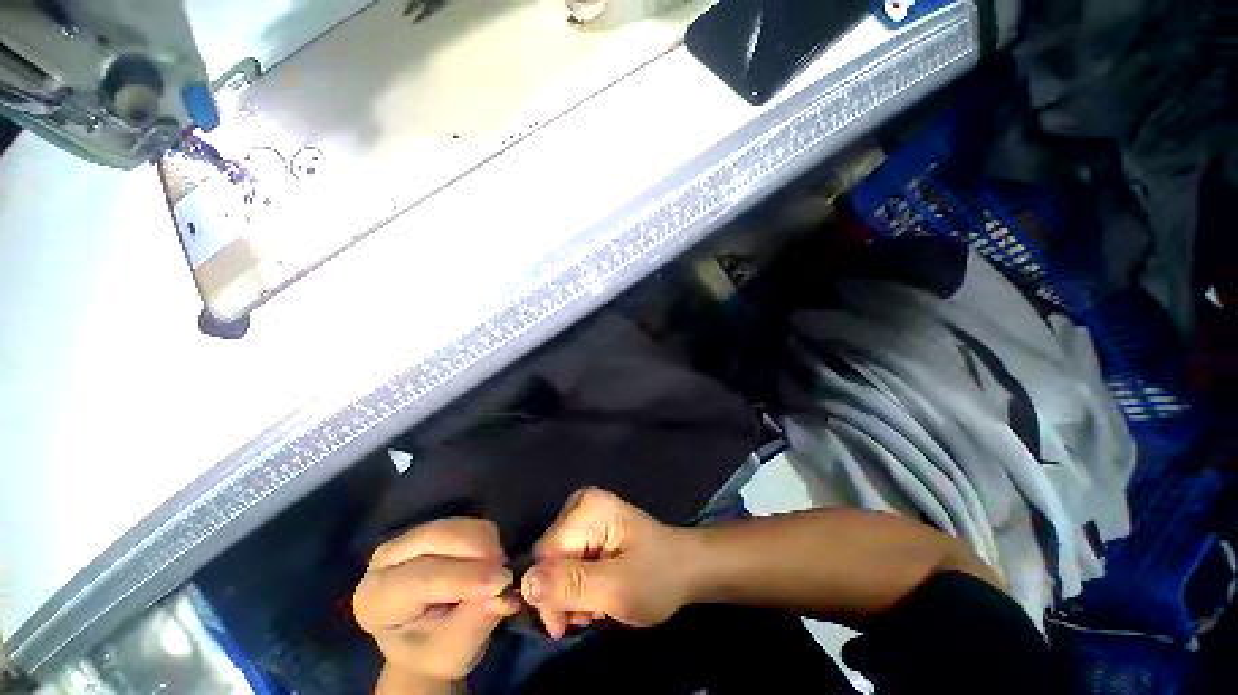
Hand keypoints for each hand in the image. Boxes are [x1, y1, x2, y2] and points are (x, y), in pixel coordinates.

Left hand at [353, 519, 519, 688]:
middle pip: (436, 537)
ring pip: (456, 524)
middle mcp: (385, 560)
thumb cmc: (434, 652)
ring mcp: (409, 538)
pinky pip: (467, 521)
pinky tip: (488, 561)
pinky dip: (486, 537)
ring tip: (496, 571)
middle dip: (479, 550)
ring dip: (486, 543)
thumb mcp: (453, 651)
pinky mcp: (433, 527)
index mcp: (377, 600)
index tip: (502, 582)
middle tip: (505, 572)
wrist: (427, 641)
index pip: (420, 578)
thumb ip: (476, 620)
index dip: (464, 577)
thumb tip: (504, 593)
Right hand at [521, 488, 695, 637]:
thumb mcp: (616, 588)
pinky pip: (568, 561)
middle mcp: (581, 504)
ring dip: (571, 593)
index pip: (545, 554)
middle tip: (585, 617)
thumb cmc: (658, 576)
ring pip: (556, 563)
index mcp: (587, 507)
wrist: (687, 568)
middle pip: (549, 558)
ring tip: (596, 609)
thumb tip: (524, 583)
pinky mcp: (590, 528)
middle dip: (562, 594)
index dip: (549, 593)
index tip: (565, 626)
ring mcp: (586, 514)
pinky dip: (579, 585)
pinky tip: (597, 596)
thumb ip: (571, 585)